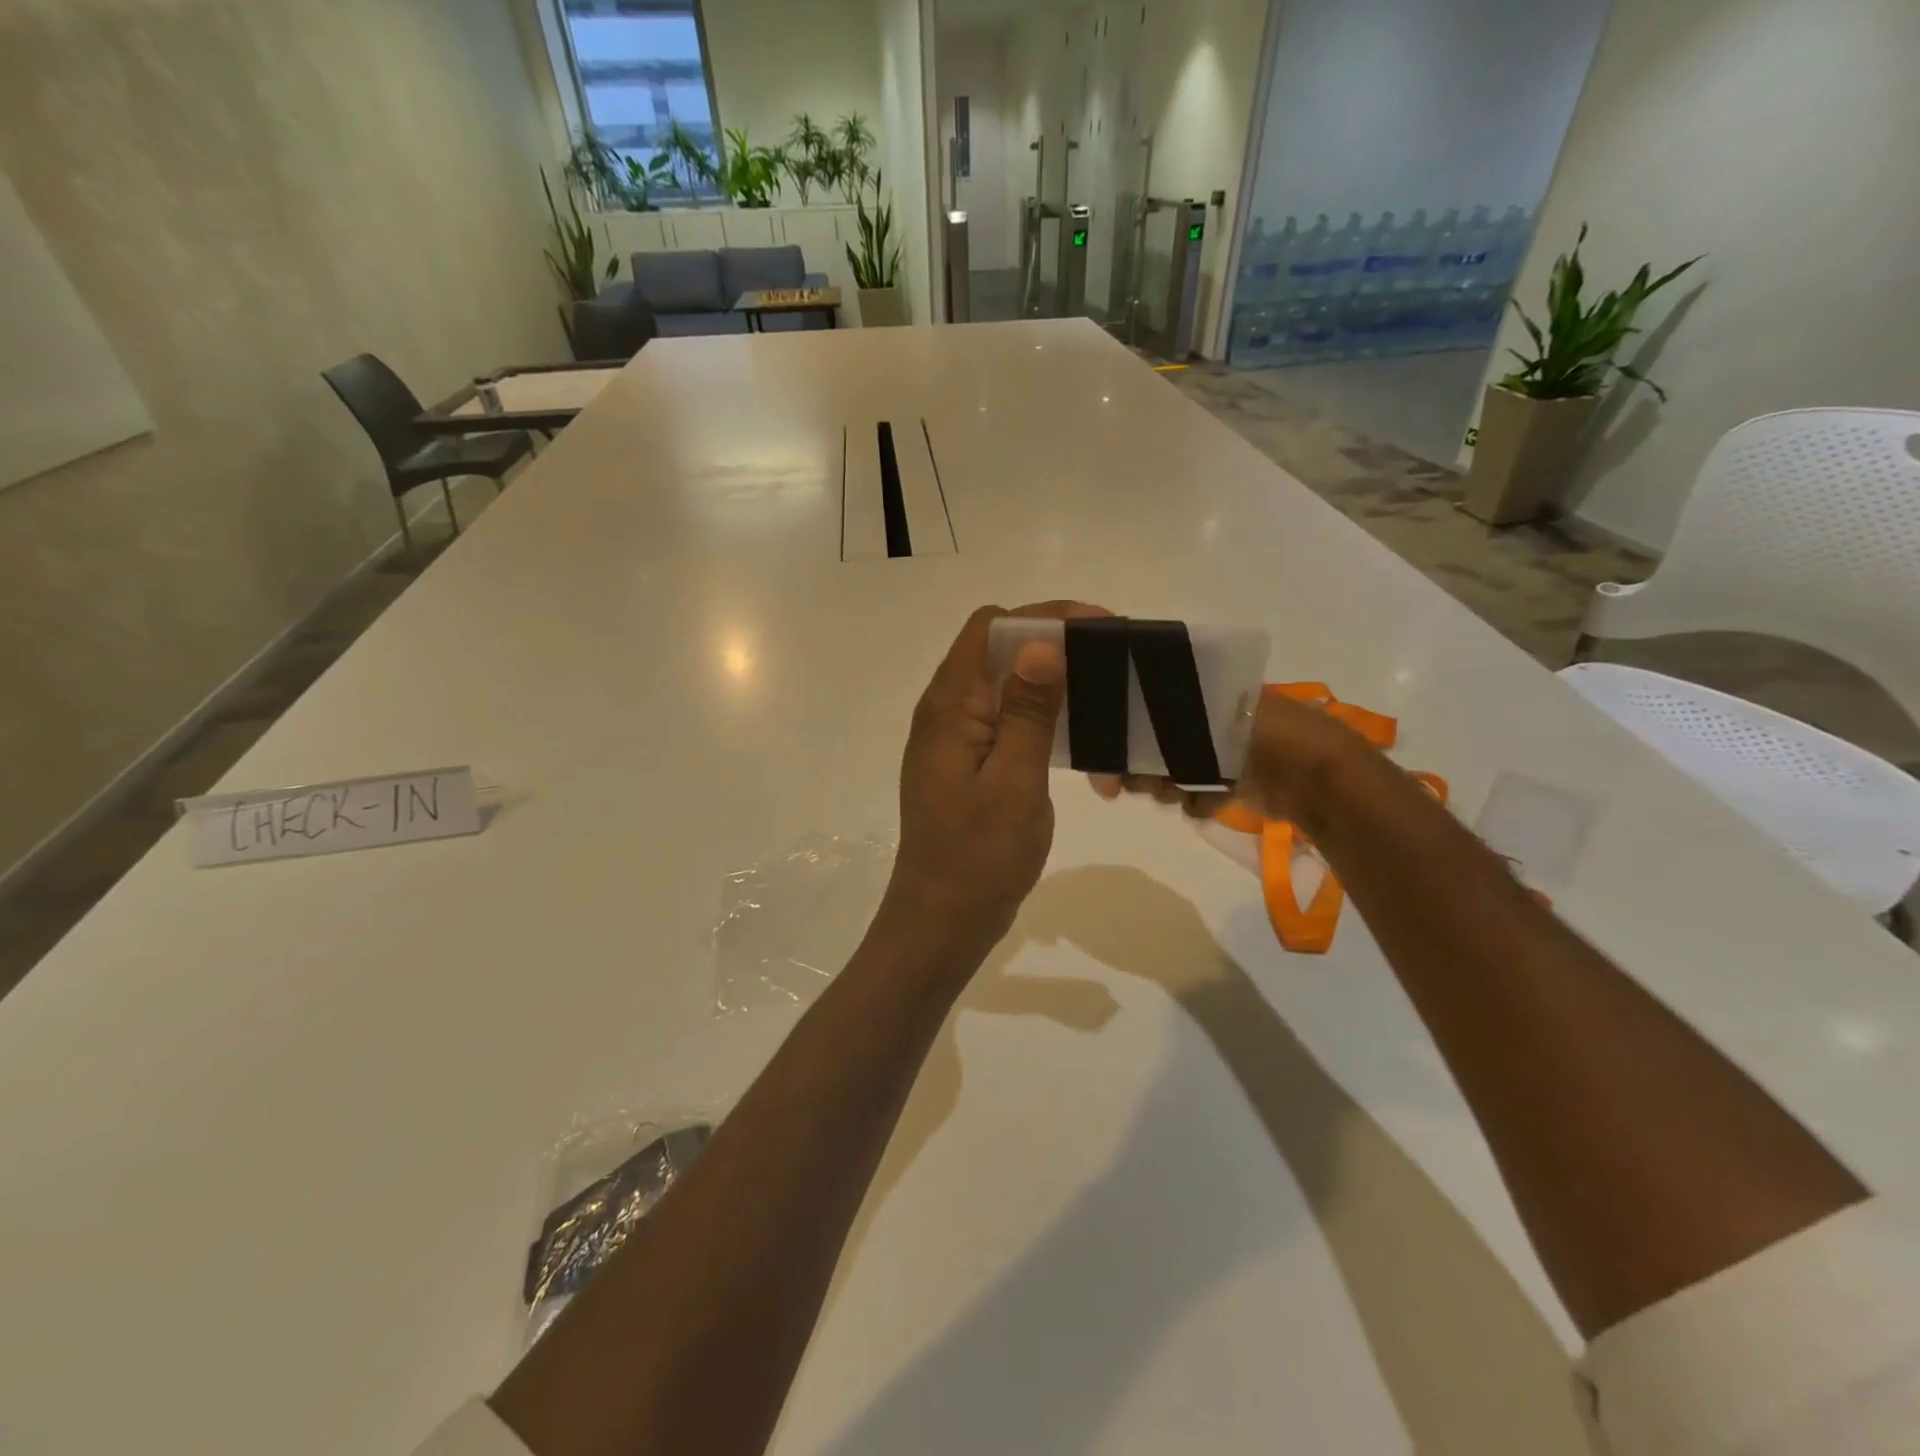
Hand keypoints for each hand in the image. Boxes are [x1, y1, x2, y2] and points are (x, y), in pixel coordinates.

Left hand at [883, 602, 1097, 956]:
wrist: (943, 919)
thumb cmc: (980, 856)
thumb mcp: (1015, 781)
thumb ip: (1028, 711)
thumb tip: (1041, 642)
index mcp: (950, 706)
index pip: (991, 627)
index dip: (1044, 616)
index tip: (1100, 627)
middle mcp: (944, 711)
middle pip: (997, 650)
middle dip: (1053, 644)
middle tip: (1110, 661)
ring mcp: (952, 739)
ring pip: (1002, 686)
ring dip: (1049, 685)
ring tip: (1101, 698)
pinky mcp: (964, 764)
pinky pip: (1002, 721)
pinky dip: (1038, 720)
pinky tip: (1074, 742)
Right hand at [1091, 686, 1371, 830]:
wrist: (1318, 780)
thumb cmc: (1268, 734)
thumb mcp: (1216, 710)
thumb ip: (1170, 713)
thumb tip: (1124, 716)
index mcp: (1202, 695)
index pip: (1147, 709)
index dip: (1125, 731)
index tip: (1111, 754)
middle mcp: (1205, 722)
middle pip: (1152, 744)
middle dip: (1141, 765)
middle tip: (1133, 782)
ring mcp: (1217, 755)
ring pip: (1169, 773)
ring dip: (1165, 786)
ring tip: (1176, 792)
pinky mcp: (1228, 786)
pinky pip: (1194, 796)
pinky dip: (1195, 802)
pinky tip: (1205, 803)